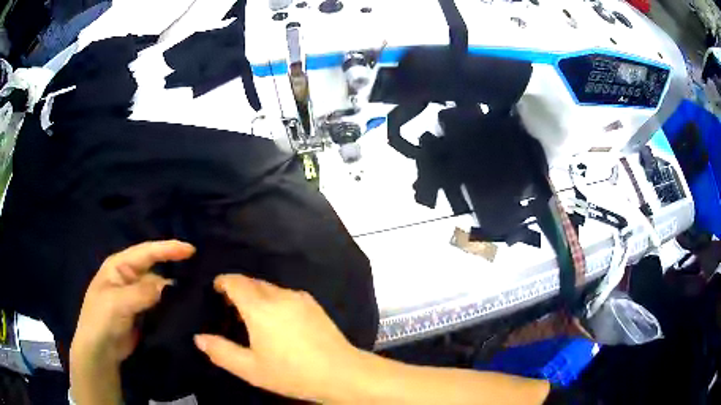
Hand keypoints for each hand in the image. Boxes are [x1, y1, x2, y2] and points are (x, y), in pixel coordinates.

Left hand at [70, 240, 195, 366]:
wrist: (101, 350)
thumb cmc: (101, 319)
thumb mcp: (118, 302)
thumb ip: (143, 292)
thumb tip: (170, 285)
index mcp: (120, 266)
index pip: (146, 252)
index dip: (168, 248)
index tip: (191, 249)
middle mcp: (130, 277)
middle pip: (156, 268)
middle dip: (175, 267)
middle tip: (200, 272)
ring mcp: (137, 296)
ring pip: (160, 288)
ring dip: (175, 290)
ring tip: (198, 292)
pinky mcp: (144, 313)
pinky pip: (160, 305)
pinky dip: (172, 305)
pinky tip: (186, 308)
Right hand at [194, 274, 362, 402]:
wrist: (340, 373)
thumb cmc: (292, 373)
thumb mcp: (251, 369)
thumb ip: (221, 352)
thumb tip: (199, 338)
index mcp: (260, 307)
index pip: (235, 281)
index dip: (222, 282)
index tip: (215, 292)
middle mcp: (279, 295)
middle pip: (252, 282)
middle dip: (238, 290)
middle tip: (230, 309)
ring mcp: (300, 298)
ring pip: (270, 288)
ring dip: (257, 296)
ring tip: (252, 318)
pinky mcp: (314, 304)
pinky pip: (285, 294)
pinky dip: (274, 300)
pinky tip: (277, 321)